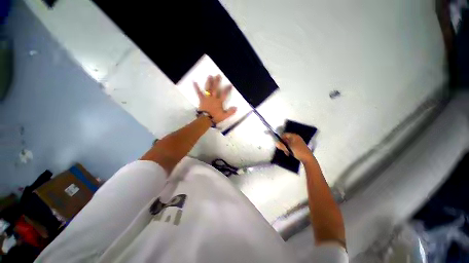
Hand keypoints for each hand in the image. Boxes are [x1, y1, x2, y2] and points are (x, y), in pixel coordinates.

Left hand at [194, 75, 236, 123]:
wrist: (206, 119)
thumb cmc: (215, 117)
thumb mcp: (224, 116)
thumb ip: (230, 112)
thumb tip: (236, 107)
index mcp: (219, 101)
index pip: (224, 93)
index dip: (227, 89)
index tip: (230, 84)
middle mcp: (213, 98)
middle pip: (216, 88)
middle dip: (217, 82)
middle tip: (218, 75)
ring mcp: (207, 98)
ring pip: (208, 88)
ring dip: (209, 82)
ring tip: (210, 76)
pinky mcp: (202, 99)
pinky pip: (199, 93)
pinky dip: (196, 87)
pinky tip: (194, 82)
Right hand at [276, 133, 313, 162]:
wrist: (308, 158)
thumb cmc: (298, 151)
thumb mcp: (288, 148)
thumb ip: (282, 145)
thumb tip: (276, 143)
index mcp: (294, 136)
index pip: (285, 134)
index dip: (281, 138)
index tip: (279, 144)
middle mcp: (296, 138)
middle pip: (286, 139)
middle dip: (284, 144)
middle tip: (283, 150)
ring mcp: (298, 142)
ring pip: (289, 143)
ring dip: (286, 148)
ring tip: (287, 153)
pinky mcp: (299, 147)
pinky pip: (292, 146)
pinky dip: (290, 149)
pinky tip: (290, 153)